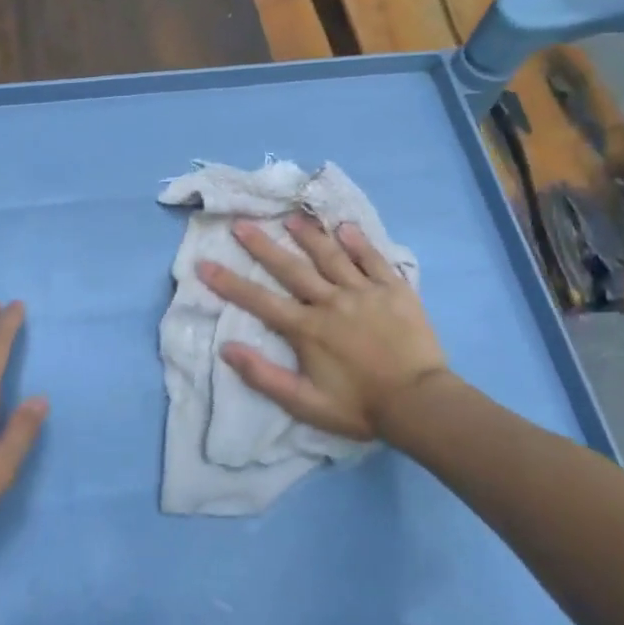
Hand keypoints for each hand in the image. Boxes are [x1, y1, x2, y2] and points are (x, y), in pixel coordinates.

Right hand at [199, 215, 449, 439]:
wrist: (419, 403)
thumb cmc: (359, 406)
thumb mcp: (305, 402)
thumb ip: (264, 376)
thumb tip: (227, 348)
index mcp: (307, 328)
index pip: (260, 301)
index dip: (229, 282)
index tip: (204, 264)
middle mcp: (331, 301)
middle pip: (291, 268)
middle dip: (262, 245)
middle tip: (241, 223)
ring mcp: (364, 291)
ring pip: (331, 255)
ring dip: (308, 235)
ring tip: (290, 218)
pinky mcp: (395, 289)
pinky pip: (373, 259)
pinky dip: (359, 242)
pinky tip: (346, 227)